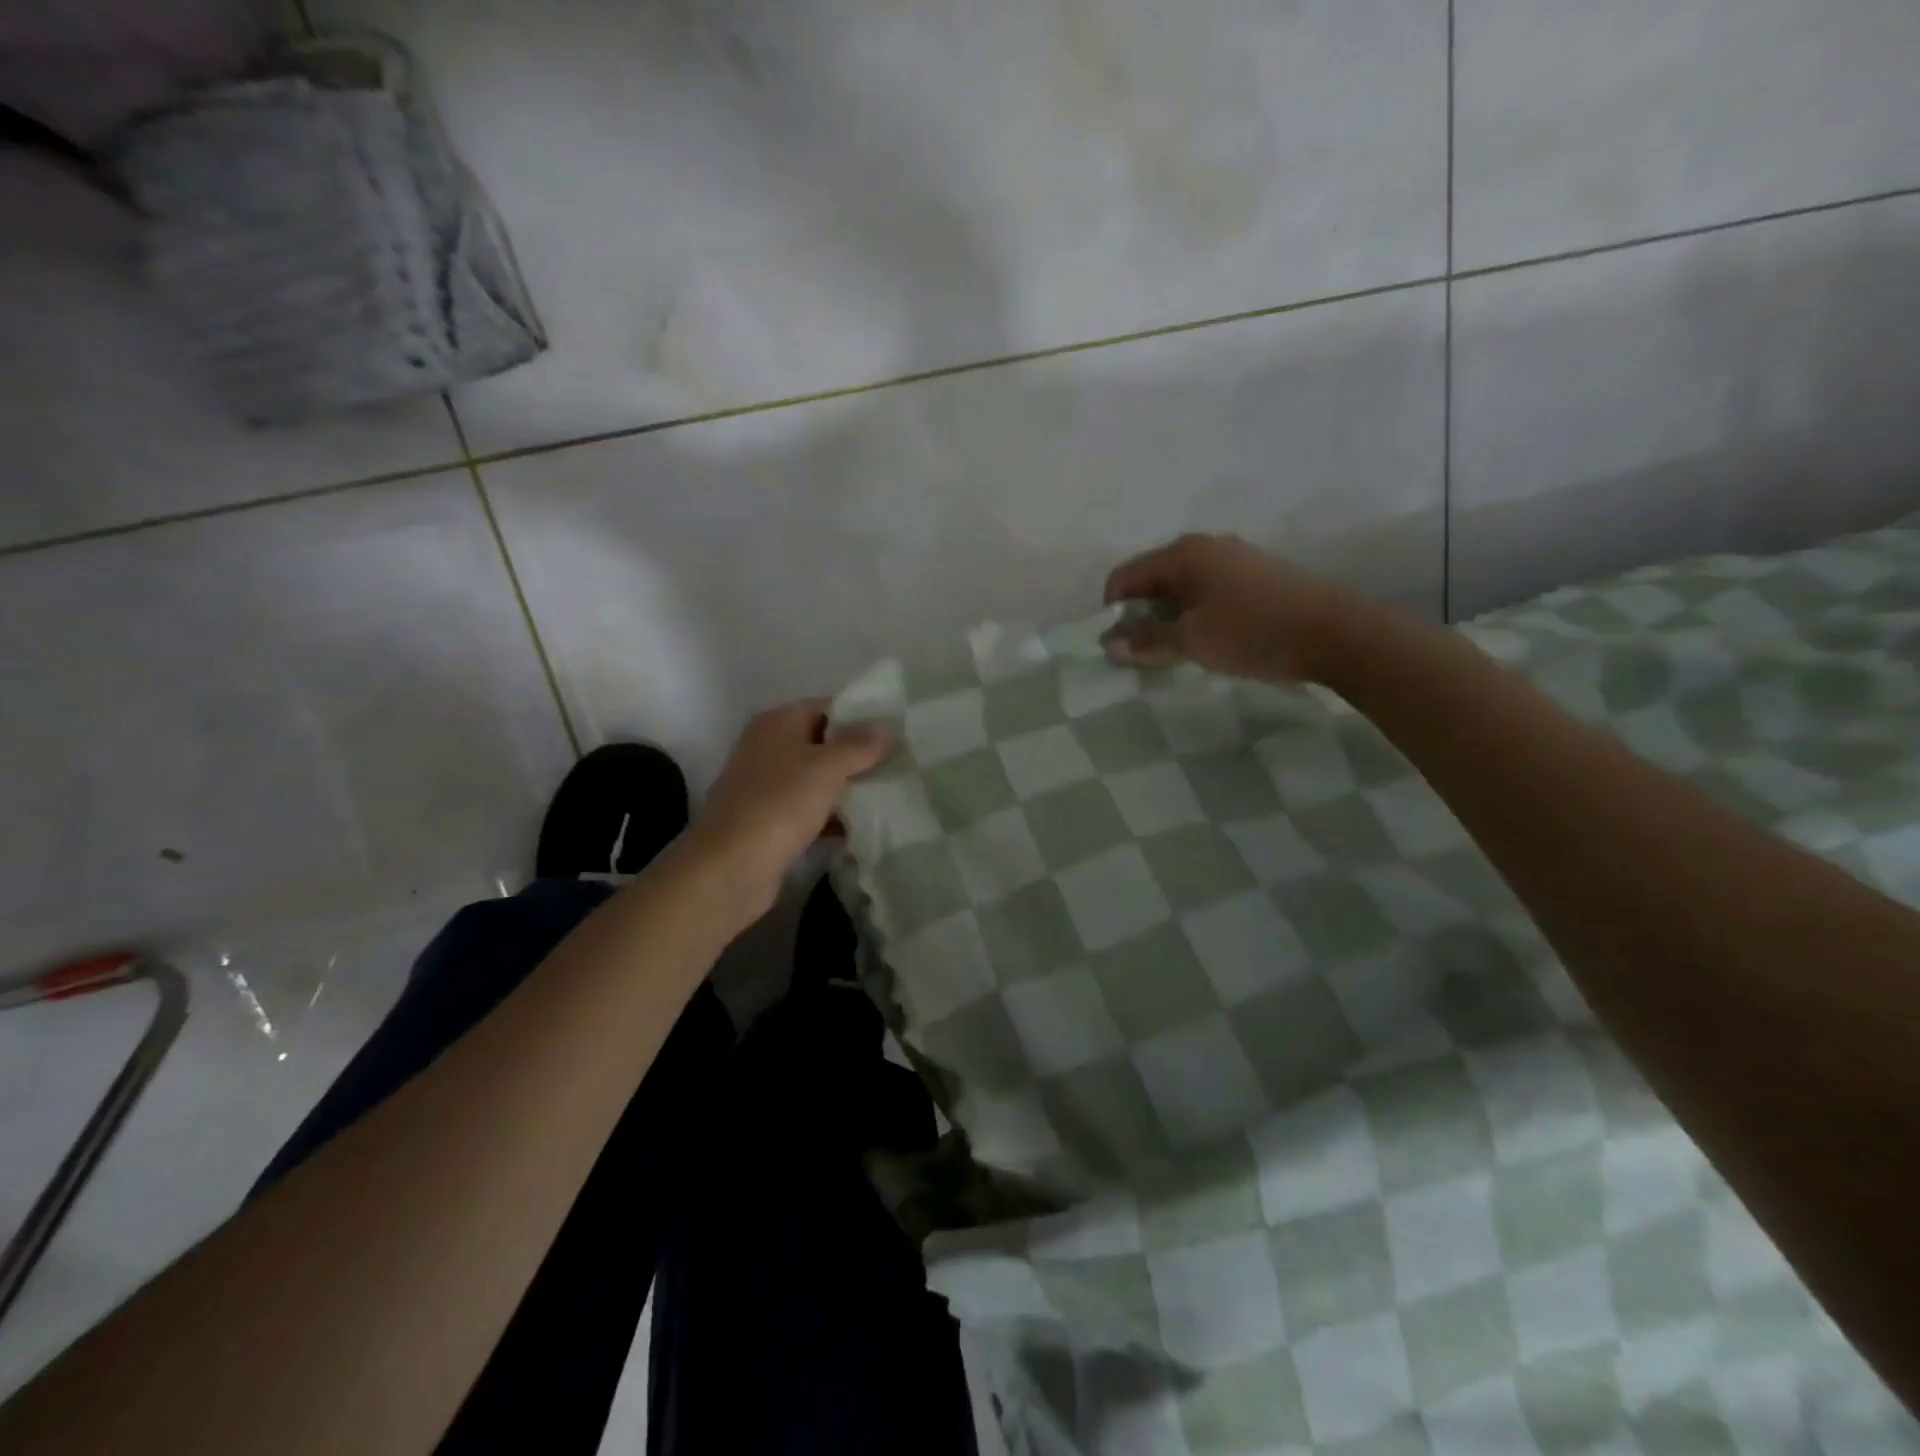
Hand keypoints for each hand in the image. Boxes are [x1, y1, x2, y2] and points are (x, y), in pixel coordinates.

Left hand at [686, 701, 893, 914]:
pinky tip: (860, 828)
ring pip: (815, 780)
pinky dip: (831, 817)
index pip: (825, 707)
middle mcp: (767, 749)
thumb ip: (859, 745)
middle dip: (856, 755)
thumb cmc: (780, 804)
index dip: (859, 717)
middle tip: (897, 765)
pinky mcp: (768, 822)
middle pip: (821, 744)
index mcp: (776, 724)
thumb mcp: (827, 767)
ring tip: (887, 795)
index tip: (894, 733)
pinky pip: (808, 811)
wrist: (732, 866)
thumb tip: (887, 727)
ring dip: (846, 788)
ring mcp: (765, 787)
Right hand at [1101, 533, 1355, 683]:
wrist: (1336, 633)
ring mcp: (1233, 558)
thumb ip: (1146, 641)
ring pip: (1180, 587)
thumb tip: (1108, 645)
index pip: (1123, 577)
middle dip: (1141, 616)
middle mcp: (1204, 547)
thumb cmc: (1253, 633)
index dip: (1112, 613)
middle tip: (1147, 654)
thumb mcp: (1192, 641)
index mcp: (1182, 554)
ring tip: (1179, 652)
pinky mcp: (1255, 575)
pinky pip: (1206, 591)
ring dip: (1169, 618)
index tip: (1121, 648)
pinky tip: (1210, 641)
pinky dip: (1195, 614)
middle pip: (1151, 580)